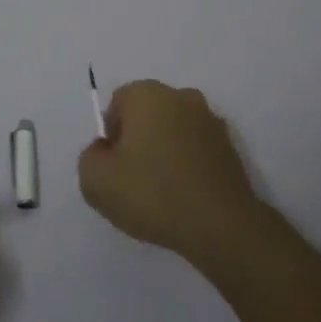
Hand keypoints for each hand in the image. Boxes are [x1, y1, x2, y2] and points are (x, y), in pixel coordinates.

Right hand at [79, 80, 261, 261]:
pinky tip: (184, 196)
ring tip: (161, 192)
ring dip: (164, 152)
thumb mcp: (95, 180)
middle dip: (138, 140)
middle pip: (147, 114)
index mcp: (148, 94)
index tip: (115, 166)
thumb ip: (90, 156)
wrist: (221, 227)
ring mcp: (211, 121)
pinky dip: (187, 165)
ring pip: (173, 131)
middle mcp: (182, 97)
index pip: (117, 104)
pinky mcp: (231, 148)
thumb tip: (105, 151)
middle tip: (133, 179)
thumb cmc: (152, 194)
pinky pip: (196, 150)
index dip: (111, 136)